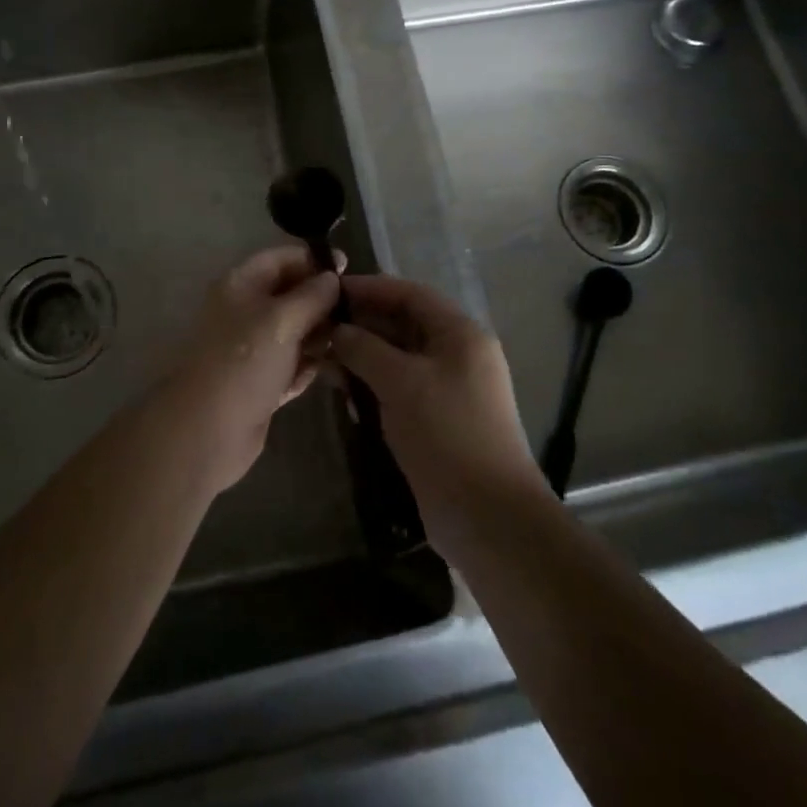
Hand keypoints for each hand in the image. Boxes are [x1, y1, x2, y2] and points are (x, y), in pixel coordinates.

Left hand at [165, 246, 341, 491]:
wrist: (208, 430)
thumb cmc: (244, 362)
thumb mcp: (282, 320)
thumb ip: (312, 295)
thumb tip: (332, 278)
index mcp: (241, 285)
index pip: (281, 259)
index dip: (313, 260)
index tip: (348, 268)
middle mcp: (245, 311)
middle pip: (290, 295)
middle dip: (321, 301)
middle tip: (357, 311)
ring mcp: (252, 349)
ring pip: (295, 331)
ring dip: (319, 336)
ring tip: (350, 342)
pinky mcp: (261, 382)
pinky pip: (292, 364)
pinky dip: (308, 366)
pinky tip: (331, 371)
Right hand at [329, 274, 546, 554]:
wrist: (488, 517)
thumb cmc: (447, 433)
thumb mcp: (401, 382)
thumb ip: (364, 348)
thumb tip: (336, 330)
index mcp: (460, 334)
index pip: (410, 294)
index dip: (370, 288)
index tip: (330, 290)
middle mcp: (457, 354)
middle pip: (403, 324)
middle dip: (362, 325)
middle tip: (319, 328)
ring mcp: (449, 389)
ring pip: (398, 358)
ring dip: (363, 357)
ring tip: (323, 360)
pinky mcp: (437, 420)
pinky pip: (400, 388)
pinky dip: (373, 385)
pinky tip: (344, 393)